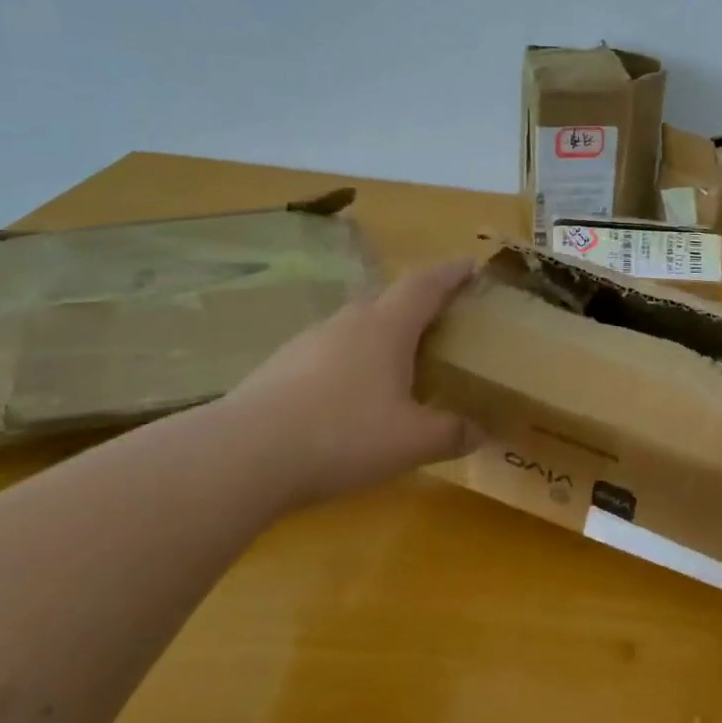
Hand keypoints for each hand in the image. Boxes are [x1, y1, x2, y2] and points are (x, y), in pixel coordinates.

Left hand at [221, 257, 482, 507]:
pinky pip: (328, 354)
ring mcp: (307, 343)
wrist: (240, 456)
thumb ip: (453, 433)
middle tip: (441, 324)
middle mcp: (346, 323)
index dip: (451, 273)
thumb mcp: (412, 441)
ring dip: (381, 335)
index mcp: (385, 327)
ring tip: (399, 364)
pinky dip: (351, 363)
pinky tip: (352, 397)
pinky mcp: (279, 369)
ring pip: (355, 327)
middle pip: (388, 300)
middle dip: (417, 305)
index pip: (425, 284)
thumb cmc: (342, 436)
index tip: (471, 266)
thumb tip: (481, 432)